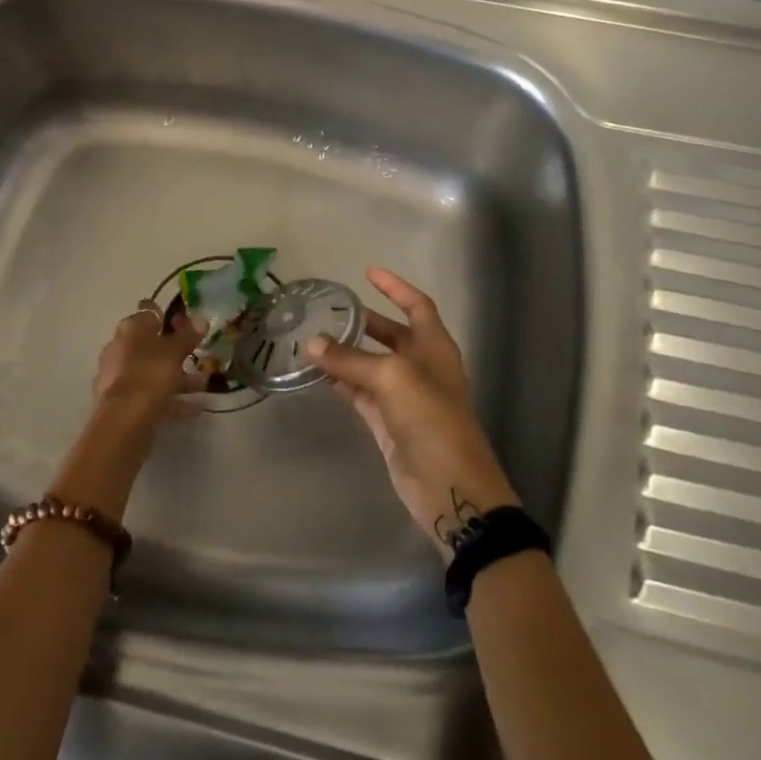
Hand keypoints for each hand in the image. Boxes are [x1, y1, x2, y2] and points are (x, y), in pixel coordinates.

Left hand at [90, 301, 207, 428]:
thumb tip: (201, 319)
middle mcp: (121, 349)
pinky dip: (172, 399)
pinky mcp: (123, 403)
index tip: (190, 326)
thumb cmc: (149, 375)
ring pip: (153, 372)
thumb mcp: (174, 352)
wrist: (123, 421)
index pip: (151, 314)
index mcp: (130, 330)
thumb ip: (188, 336)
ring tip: (204, 384)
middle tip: (199, 356)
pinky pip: (152, 396)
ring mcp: (119, 378)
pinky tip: (195, 408)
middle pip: (152, 346)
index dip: (171, 318)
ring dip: (179, 378)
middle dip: (177, 353)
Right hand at [308, 269, 519, 557]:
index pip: (417, 306)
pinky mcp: (388, 423)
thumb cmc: (431, 418)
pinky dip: (341, 382)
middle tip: (330, 310)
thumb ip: (350, 359)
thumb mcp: (391, 378)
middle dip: (364, 322)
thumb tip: (312, 344)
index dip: (396, 287)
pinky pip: (360, 393)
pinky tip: (318, 373)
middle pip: (391, 334)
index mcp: (435, 347)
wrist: (449, 486)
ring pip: (371, 365)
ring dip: (346, 353)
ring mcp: (404, 396)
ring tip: (313, 338)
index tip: (369, 273)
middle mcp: (421, 367)